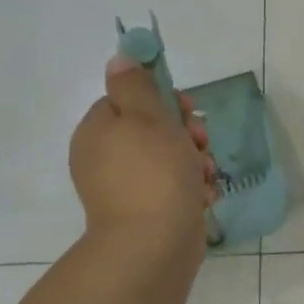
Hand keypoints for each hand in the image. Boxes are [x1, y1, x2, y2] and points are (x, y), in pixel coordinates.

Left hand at [68, 57, 218, 261]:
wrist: (154, 244)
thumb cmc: (154, 173)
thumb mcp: (146, 118)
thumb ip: (135, 85)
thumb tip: (119, 59)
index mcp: (99, 131)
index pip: (130, 100)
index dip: (163, 101)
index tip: (187, 109)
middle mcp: (106, 158)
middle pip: (154, 129)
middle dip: (187, 134)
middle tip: (200, 143)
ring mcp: (127, 187)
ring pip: (171, 158)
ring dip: (196, 162)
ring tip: (205, 175)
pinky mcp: (149, 211)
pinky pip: (174, 187)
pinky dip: (192, 189)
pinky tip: (203, 197)